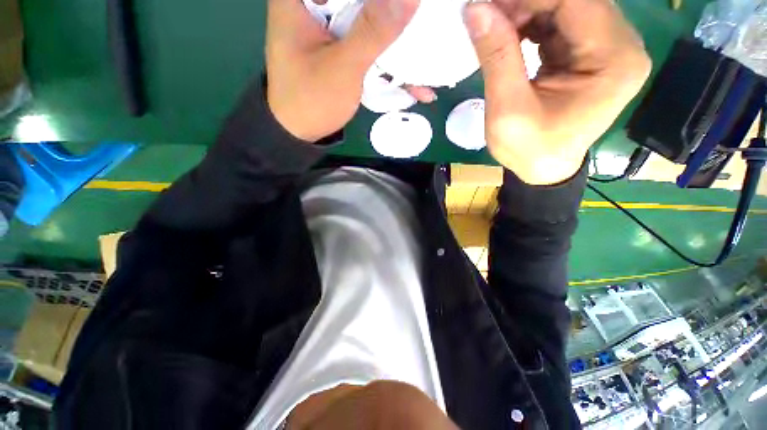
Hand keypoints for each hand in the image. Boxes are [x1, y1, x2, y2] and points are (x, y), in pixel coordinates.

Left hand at [266, 0, 419, 141]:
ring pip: (371, 20)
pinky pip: (370, 45)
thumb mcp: (343, 66)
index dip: (384, 0)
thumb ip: (373, 30)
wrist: (300, 132)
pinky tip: (415, 83)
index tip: (409, 9)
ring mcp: (332, 28)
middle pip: (364, 1)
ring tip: (428, 53)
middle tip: (428, 21)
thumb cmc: (311, 100)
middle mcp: (316, 5)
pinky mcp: (343, 48)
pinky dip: (391, 62)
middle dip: (396, 14)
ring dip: (399, 42)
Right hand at [463, 0, 650, 184]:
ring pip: (566, 7)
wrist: (544, 168)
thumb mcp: (508, 109)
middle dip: (525, 3)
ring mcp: (609, 47)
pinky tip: (510, 37)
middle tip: (487, 15)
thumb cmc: (529, 149)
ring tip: (494, 29)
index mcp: (614, 60)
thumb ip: (497, 57)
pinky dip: (532, 24)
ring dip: (526, 12)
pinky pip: (561, 23)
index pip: (575, 1)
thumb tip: (475, 9)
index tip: (486, 5)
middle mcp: (622, 45)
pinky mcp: (592, 52)